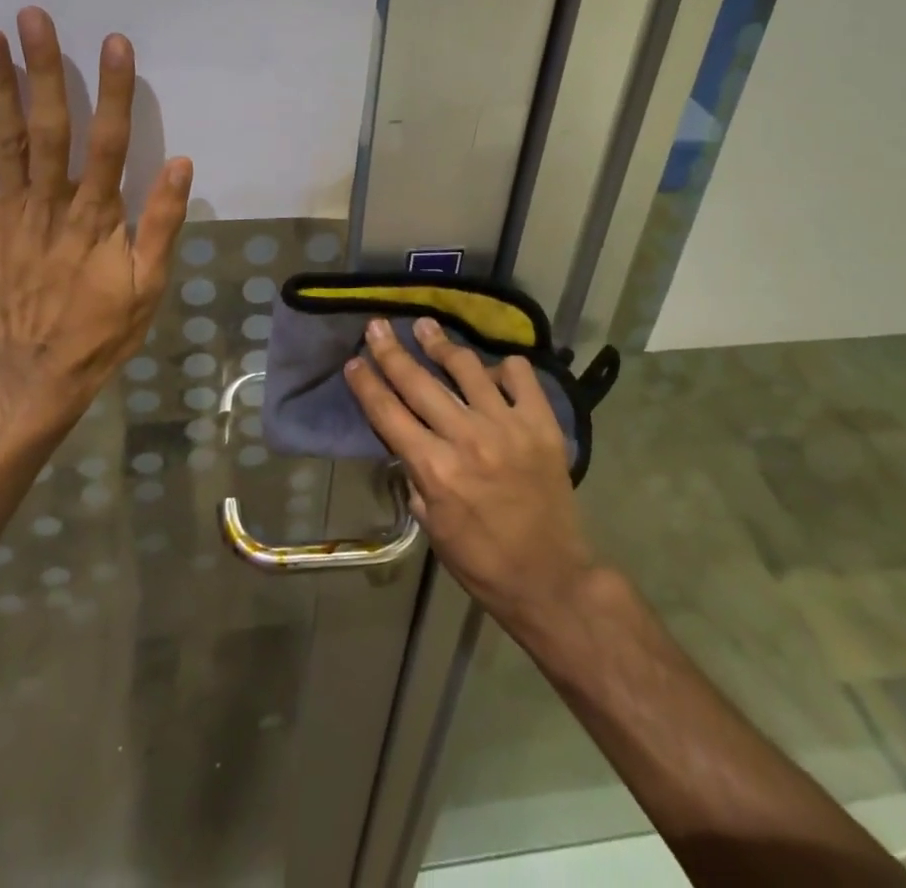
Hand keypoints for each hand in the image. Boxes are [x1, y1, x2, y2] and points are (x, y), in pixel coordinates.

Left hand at [0, 8, 191, 441]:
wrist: (34, 375)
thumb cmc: (101, 329)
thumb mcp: (150, 285)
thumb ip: (163, 223)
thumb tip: (180, 163)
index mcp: (97, 216)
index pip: (109, 141)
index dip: (113, 91)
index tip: (113, 44)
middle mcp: (51, 204)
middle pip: (49, 127)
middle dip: (43, 70)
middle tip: (33, 17)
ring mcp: (9, 213)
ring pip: (3, 140)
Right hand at [344, 317, 597, 636]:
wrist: (551, 579)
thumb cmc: (482, 560)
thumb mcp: (430, 525)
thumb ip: (416, 476)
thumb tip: (407, 440)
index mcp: (434, 469)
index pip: (388, 413)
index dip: (367, 384)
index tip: (354, 361)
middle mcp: (467, 439)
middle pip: (418, 382)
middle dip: (391, 350)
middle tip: (377, 325)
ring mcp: (507, 426)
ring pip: (466, 367)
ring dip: (440, 344)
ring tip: (426, 326)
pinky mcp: (541, 424)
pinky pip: (520, 375)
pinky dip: (502, 367)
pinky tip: (491, 369)